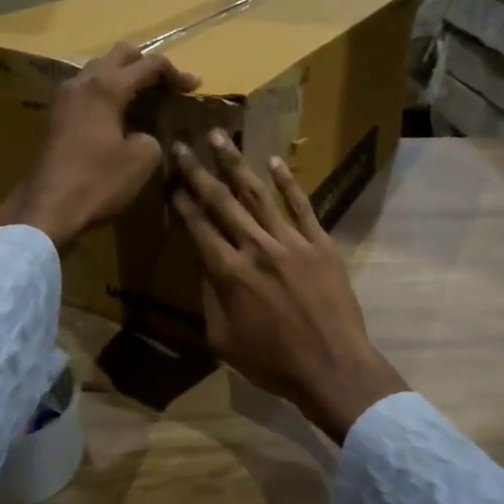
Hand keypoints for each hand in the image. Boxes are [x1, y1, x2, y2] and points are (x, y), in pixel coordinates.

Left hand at [0, 43, 198, 250]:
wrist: (47, 209)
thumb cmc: (98, 182)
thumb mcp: (142, 159)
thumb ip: (152, 135)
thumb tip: (143, 134)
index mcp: (107, 87)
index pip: (149, 64)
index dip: (176, 73)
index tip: (194, 88)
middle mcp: (83, 81)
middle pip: (120, 54)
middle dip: (147, 64)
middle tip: (168, 86)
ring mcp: (66, 97)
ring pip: (100, 69)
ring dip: (125, 76)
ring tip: (147, 98)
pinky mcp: (58, 115)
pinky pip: (88, 88)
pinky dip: (108, 92)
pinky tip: (121, 114)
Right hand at [169, 131, 408, 443]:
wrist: (333, 366)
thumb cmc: (273, 362)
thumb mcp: (224, 339)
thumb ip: (209, 298)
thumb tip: (203, 263)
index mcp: (229, 272)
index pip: (199, 226)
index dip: (182, 201)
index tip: (171, 180)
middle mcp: (256, 247)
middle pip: (222, 201)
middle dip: (199, 171)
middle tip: (183, 144)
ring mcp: (291, 241)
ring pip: (257, 194)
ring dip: (235, 163)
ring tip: (219, 137)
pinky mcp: (320, 243)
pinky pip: (302, 205)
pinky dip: (287, 182)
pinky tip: (273, 161)